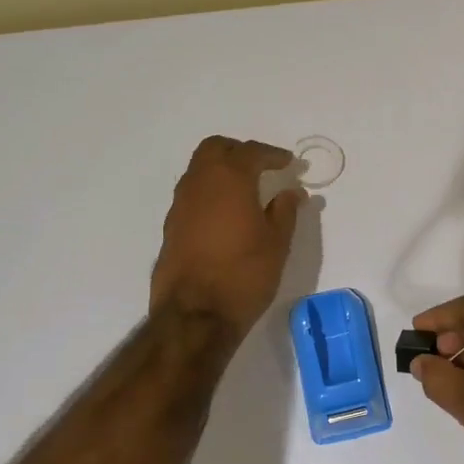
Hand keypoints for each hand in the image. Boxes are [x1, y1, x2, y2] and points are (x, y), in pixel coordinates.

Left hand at [150, 136, 304, 336]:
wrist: (195, 314)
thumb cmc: (245, 274)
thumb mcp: (277, 243)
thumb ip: (285, 211)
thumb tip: (291, 192)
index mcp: (230, 179)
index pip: (252, 152)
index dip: (273, 155)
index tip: (289, 163)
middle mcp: (199, 183)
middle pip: (216, 148)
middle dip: (240, 151)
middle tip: (262, 166)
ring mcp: (180, 204)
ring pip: (199, 170)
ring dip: (222, 170)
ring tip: (245, 190)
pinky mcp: (171, 226)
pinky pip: (192, 194)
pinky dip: (210, 192)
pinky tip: (226, 214)